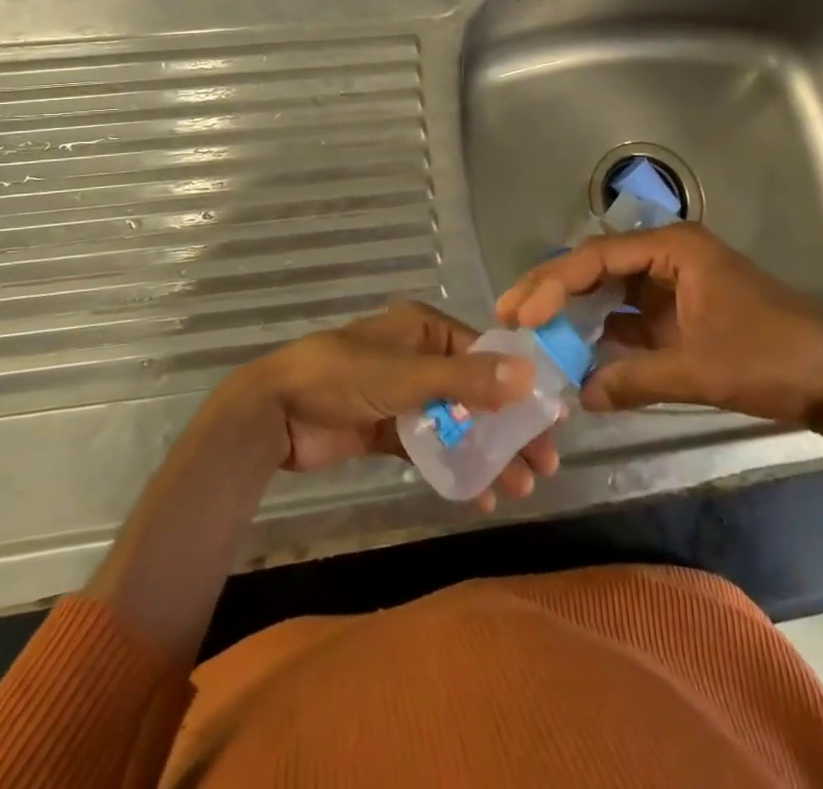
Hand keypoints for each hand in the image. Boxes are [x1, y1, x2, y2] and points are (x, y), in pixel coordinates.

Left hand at [213, 300, 561, 510]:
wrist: (272, 414)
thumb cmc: (341, 378)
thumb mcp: (406, 375)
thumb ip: (466, 379)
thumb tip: (530, 375)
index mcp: (423, 328)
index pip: (484, 354)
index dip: (518, 386)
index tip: (550, 420)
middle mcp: (417, 357)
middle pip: (475, 391)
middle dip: (507, 428)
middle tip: (543, 465)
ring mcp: (401, 394)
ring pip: (456, 422)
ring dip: (486, 452)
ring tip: (518, 487)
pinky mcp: (386, 428)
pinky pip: (430, 446)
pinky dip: (453, 466)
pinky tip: (478, 494)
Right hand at [495, 223, 822, 468]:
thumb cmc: (773, 359)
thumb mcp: (700, 369)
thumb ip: (634, 379)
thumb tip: (580, 394)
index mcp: (674, 249)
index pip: (598, 257)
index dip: (554, 284)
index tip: (523, 315)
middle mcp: (669, 257)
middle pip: (598, 266)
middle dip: (554, 290)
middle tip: (511, 315)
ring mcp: (676, 285)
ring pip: (612, 291)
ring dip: (576, 311)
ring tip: (533, 333)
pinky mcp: (683, 313)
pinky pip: (632, 317)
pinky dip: (605, 334)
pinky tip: (578, 353)